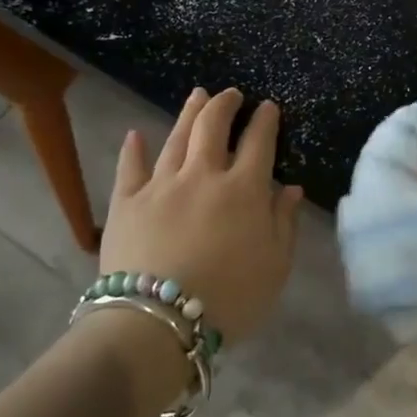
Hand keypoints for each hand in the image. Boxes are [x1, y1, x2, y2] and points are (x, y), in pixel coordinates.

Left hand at [98, 87, 303, 344]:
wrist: (157, 323)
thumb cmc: (228, 299)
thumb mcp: (275, 267)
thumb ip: (284, 223)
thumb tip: (290, 189)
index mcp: (243, 189)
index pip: (258, 141)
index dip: (265, 120)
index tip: (268, 106)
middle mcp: (203, 175)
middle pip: (214, 127)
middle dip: (225, 104)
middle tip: (232, 93)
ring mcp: (161, 185)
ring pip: (177, 138)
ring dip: (190, 113)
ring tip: (198, 95)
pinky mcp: (126, 202)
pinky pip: (130, 168)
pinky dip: (133, 149)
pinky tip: (136, 134)